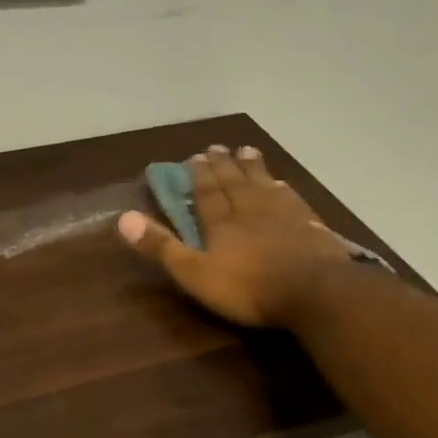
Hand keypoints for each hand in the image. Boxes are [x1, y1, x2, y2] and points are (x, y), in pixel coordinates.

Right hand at [116, 145, 353, 326]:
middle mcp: (251, 211)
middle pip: (235, 183)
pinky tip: (283, 184)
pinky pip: (292, 199)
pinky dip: (283, 188)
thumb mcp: (195, 274)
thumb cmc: (249, 288)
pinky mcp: (311, 227)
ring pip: (264, 185)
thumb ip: (162, 247)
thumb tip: (123, 217)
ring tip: (247, 150)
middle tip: (218, 146)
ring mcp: (284, 216)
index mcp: (222, 224)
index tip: (195, 156)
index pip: (207, 194)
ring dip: (253, 168)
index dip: (199, 176)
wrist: (313, 291)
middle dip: (224, 165)